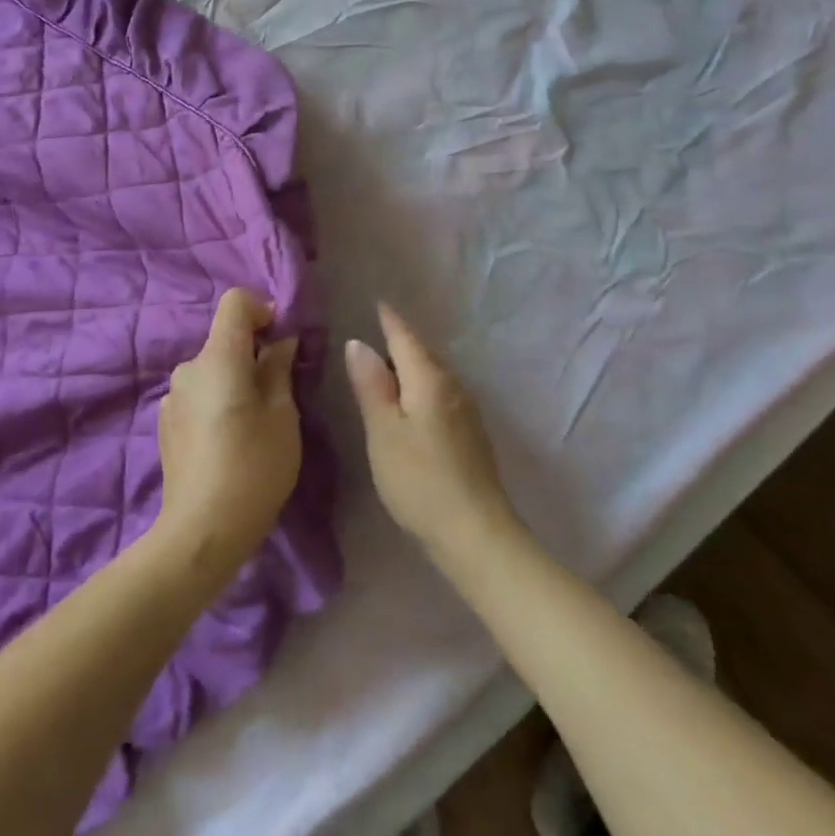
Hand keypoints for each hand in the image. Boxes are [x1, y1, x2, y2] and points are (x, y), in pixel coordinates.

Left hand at [156, 289, 300, 577]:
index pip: (235, 302)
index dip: (263, 309)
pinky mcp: (165, 422)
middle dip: (253, 353)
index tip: (282, 339)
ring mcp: (172, 396)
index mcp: (218, 357)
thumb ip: (279, 368)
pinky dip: (217, 400)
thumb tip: (280, 340)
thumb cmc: (254, 468)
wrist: (201, 532)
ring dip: (234, 380)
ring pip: (212, 370)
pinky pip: (198, 394)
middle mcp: (189, 368)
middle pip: (224, 339)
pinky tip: (227, 441)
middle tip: (278, 392)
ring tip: (253, 423)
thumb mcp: (283, 416)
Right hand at [345, 304, 521, 564]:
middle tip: (374, 329)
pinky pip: (440, 393)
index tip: (376, 302)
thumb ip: (371, 386)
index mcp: (429, 379)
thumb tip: (358, 343)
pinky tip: (410, 402)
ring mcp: (466, 410)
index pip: (405, 337)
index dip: (389, 320)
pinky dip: (421, 387)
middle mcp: (453, 386)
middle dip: (399, 340)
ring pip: (433, 374)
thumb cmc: (420, 480)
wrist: (476, 534)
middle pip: (422, 353)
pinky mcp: (470, 434)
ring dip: (410, 365)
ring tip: (385, 364)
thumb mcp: (384, 432)